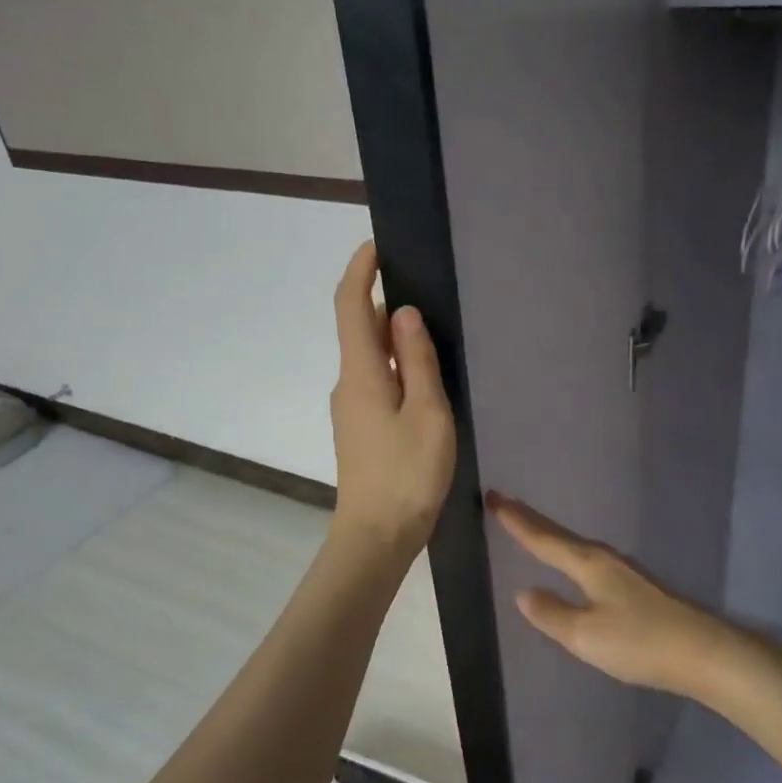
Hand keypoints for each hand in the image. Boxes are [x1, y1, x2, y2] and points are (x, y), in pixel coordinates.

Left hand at [328, 242, 456, 561]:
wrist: (377, 536)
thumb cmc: (407, 474)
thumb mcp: (427, 413)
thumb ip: (418, 361)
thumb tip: (402, 314)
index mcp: (361, 373)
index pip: (351, 306)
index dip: (360, 271)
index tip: (378, 246)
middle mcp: (348, 384)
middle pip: (360, 330)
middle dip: (383, 302)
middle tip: (424, 288)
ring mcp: (352, 410)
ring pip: (370, 359)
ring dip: (393, 338)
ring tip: (433, 331)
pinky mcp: (361, 430)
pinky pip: (376, 382)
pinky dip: (396, 367)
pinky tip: (425, 378)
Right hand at [487, 492, 739, 696]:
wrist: (700, 652)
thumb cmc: (639, 642)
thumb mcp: (585, 635)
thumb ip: (552, 614)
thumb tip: (523, 593)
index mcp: (588, 564)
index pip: (543, 538)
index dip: (516, 521)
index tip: (492, 497)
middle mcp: (603, 558)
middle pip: (559, 535)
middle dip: (530, 520)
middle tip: (503, 503)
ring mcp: (621, 571)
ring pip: (574, 545)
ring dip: (548, 534)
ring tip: (529, 527)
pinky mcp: (632, 586)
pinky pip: (586, 558)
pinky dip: (566, 551)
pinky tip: (568, 562)